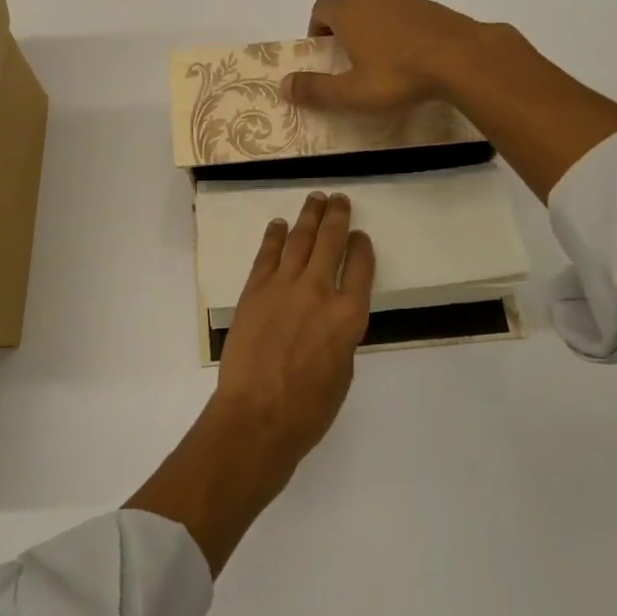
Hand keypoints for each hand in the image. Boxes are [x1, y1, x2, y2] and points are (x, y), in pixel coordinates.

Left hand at [212, 190, 375, 465]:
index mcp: (348, 316)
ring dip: (309, 216)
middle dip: (337, 216)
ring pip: (300, 239)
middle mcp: (319, 291)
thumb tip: (330, 320)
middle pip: (331, 241)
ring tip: (315, 199)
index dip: (362, 247)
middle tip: (339, 199)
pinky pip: (268, 254)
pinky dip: (274, 236)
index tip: (360, 236)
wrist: (256, 416)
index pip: (361, 267)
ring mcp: (284, 286)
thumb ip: (340, 337)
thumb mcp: (342, 373)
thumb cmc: (308, 409)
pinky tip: (279, 224)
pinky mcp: (254, 290)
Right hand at [285, 0, 616, 201]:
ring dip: (371, 23)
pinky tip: (411, 52)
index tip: (323, 50)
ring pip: (376, 4)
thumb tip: (282, 85)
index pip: (320, 8)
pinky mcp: (430, 5)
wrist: (461, 57)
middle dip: (343, 24)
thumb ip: (315, 89)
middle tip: (349, 55)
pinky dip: (398, 26)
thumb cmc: (399, 76)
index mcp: (348, 12)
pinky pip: (403, 10)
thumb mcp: (352, 92)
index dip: (316, 27)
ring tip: (381, 55)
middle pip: (348, 2)